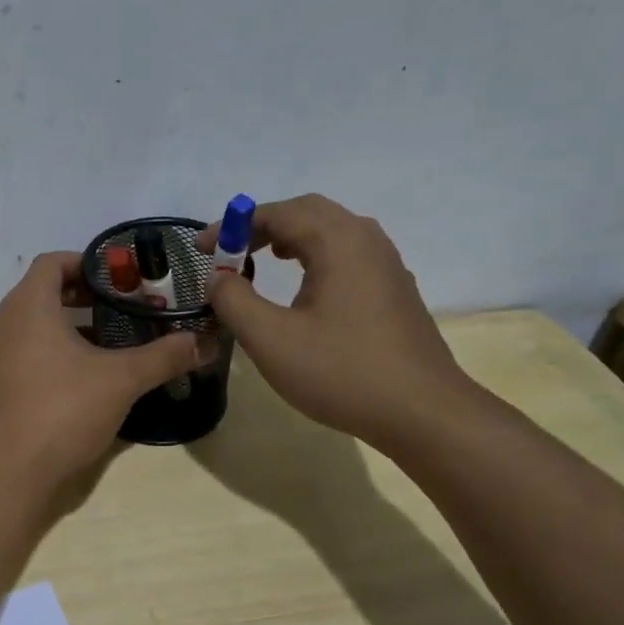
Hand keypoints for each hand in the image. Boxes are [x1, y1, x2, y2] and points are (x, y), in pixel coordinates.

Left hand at [0, 252, 204, 493]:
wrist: (8, 474)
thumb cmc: (63, 411)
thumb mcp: (121, 380)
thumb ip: (163, 356)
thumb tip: (204, 342)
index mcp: (27, 307)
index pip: (53, 262)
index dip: (88, 263)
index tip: (122, 278)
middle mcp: (3, 324)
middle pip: (44, 292)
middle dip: (86, 297)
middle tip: (126, 309)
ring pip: (34, 326)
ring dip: (71, 327)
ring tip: (112, 342)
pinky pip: (25, 353)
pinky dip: (53, 352)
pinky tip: (85, 378)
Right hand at [200, 194, 472, 450]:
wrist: (421, 412)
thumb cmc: (340, 372)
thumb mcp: (270, 339)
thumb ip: (234, 300)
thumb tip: (218, 278)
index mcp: (338, 241)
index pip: (277, 213)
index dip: (233, 227)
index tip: (201, 250)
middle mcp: (366, 240)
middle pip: (308, 212)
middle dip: (262, 226)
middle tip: (230, 253)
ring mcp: (386, 264)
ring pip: (331, 231)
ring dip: (290, 238)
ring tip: (260, 262)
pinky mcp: (394, 289)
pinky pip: (347, 254)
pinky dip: (314, 255)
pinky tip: (302, 288)